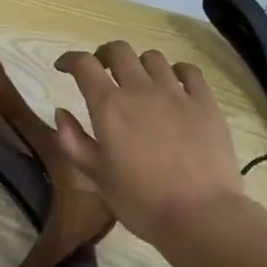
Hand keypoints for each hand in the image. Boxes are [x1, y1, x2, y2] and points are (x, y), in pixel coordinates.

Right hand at [52, 41, 242, 250]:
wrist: (199, 215)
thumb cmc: (140, 200)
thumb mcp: (95, 175)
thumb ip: (72, 140)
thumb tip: (61, 112)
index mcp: (109, 105)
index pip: (84, 64)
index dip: (69, 59)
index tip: (64, 67)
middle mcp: (141, 89)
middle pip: (119, 51)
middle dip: (104, 56)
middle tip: (101, 71)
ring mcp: (177, 93)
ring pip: (153, 58)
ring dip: (139, 64)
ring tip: (139, 81)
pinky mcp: (205, 102)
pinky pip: (189, 71)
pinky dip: (176, 72)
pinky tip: (174, 85)